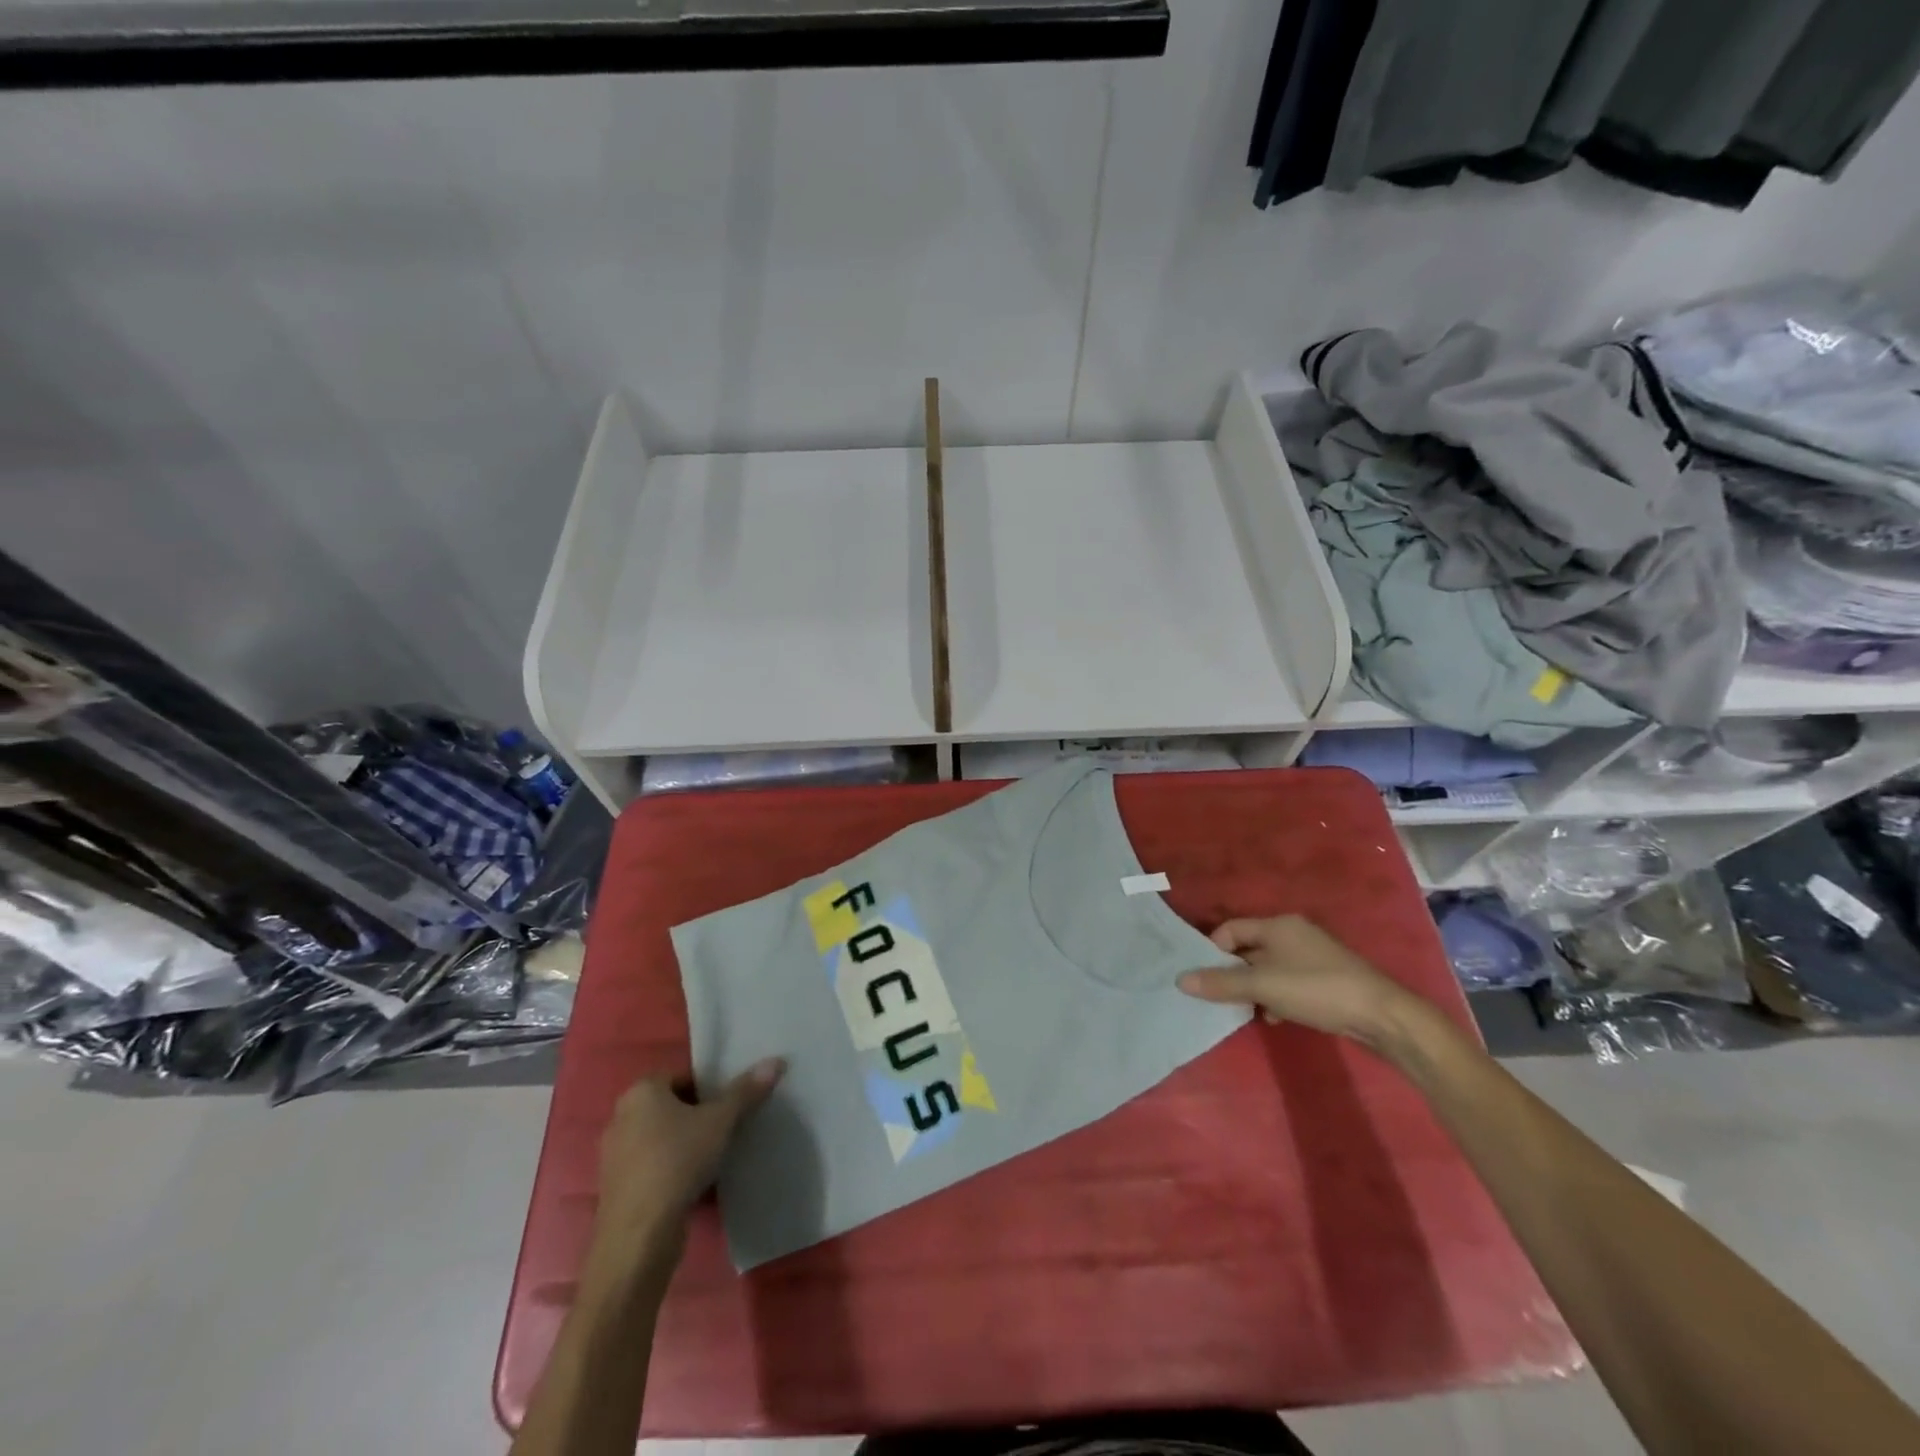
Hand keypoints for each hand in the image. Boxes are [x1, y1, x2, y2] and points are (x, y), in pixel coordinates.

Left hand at [587, 1060, 783, 1275]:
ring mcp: (615, 1156)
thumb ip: (746, 1091)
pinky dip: (672, 1170)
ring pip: (661, 1138)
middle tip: (727, 1127)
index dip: (709, 1087)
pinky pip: (653, 1167)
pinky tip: (695, 1184)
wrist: (639, 1236)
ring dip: (685, 1144)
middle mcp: (622, 1117)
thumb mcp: (720, 1121)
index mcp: (641, 1092)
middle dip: (698, 1115)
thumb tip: (776, 1061)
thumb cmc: (677, 1161)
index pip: (682, 1076)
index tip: (730, 1104)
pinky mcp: (617, 1189)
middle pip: (671, 1106)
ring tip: (715, 1156)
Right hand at [1177, 915, 1423, 1050]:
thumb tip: (1180, 980)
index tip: (1204, 977)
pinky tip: (1277, 1017)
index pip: (1230, 929)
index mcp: (1277, 924)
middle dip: (1233, 972)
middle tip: (1219, 996)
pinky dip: (1277, 996)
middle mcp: (1293, 933)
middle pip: (1249, 948)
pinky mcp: (1326, 978)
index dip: (1213, 951)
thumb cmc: (1316, 989)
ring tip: (1247, 1010)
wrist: (1383, 1016)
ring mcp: (1312, 956)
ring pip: (1269, 968)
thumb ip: (1222, 983)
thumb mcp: (1263, 986)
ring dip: (1255, 988)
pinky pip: (1288, 981)